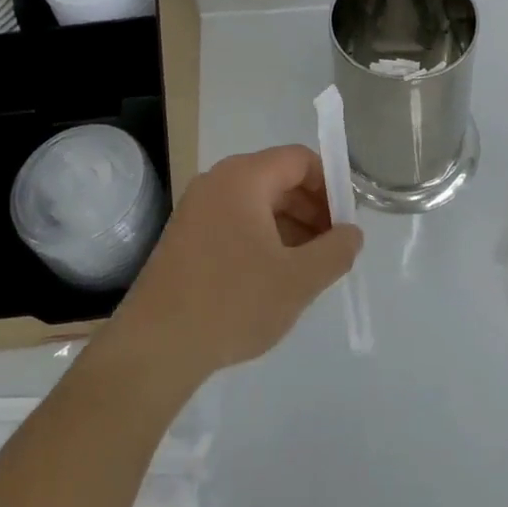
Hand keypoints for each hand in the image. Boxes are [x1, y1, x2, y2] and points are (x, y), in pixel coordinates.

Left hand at [110, 145, 363, 379]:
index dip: (331, 185)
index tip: (347, 222)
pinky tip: (273, 277)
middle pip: (278, 178)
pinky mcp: (186, 235)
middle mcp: (217, 181)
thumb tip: (352, 233)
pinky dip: (263, 238)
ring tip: (308, 268)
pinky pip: (236, 221)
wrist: (154, 347)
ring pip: (257, 202)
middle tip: (333, 248)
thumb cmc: (232, 303)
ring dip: (290, 226)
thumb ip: (336, 251)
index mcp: (244, 177)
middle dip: (312, 209)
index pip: (300, 159)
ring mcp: (197, 207)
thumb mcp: (298, 280)